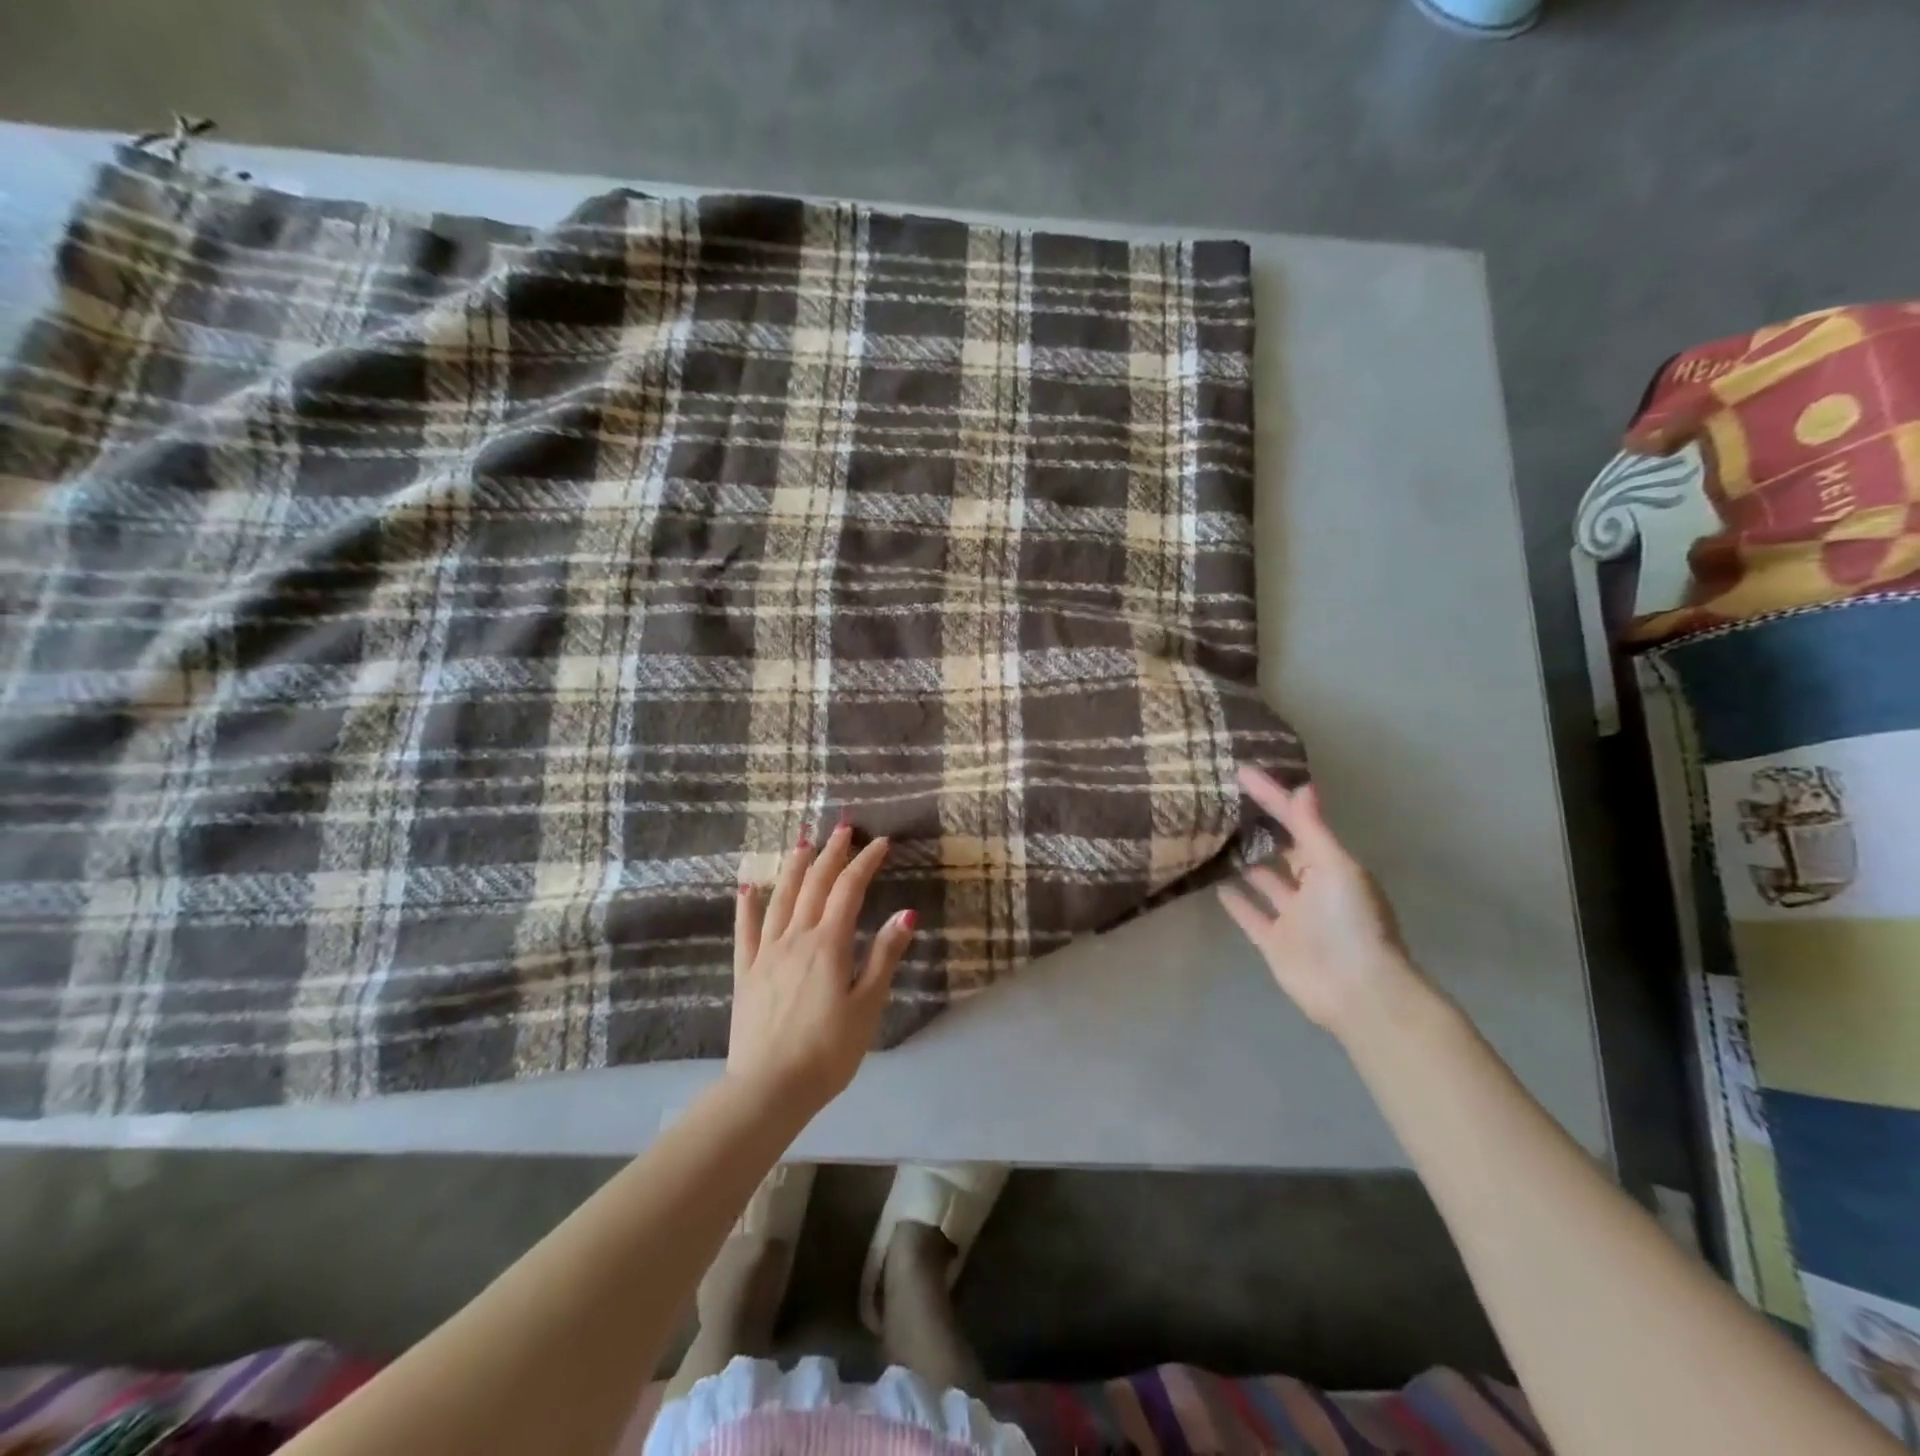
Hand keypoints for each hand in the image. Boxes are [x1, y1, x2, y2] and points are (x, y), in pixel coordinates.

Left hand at [728, 822, 915, 1108]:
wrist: (769, 1089)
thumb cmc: (828, 1051)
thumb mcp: (867, 1006)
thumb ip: (884, 956)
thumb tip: (906, 912)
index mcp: (828, 944)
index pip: (849, 890)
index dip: (865, 862)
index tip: (881, 842)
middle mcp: (795, 938)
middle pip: (814, 885)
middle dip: (831, 854)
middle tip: (843, 828)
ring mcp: (766, 953)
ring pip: (780, 899)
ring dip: (794, 867)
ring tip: (803, 843)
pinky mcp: (745, 973)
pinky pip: (745, 931)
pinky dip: (747, 906)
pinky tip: (748, 887)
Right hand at [1218, 767, 1422, 1039]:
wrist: (1357, 991)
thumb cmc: (1350, 922)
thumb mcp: (1336, 867)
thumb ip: (1313, 829)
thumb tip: (1303, 785)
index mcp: (1332, 865)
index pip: (1297, 821)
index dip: (1271, 795)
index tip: (1242, 770)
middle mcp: (1312, 887)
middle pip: (1281, 849)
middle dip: (1259, 827)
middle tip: (1223, 801)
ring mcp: (1292, 915)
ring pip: (1264, 881)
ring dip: (1245, 861)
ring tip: (1213, 836)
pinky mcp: (1273, 941)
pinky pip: (1250, 914)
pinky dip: (1235, 900)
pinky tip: (1214, 882)